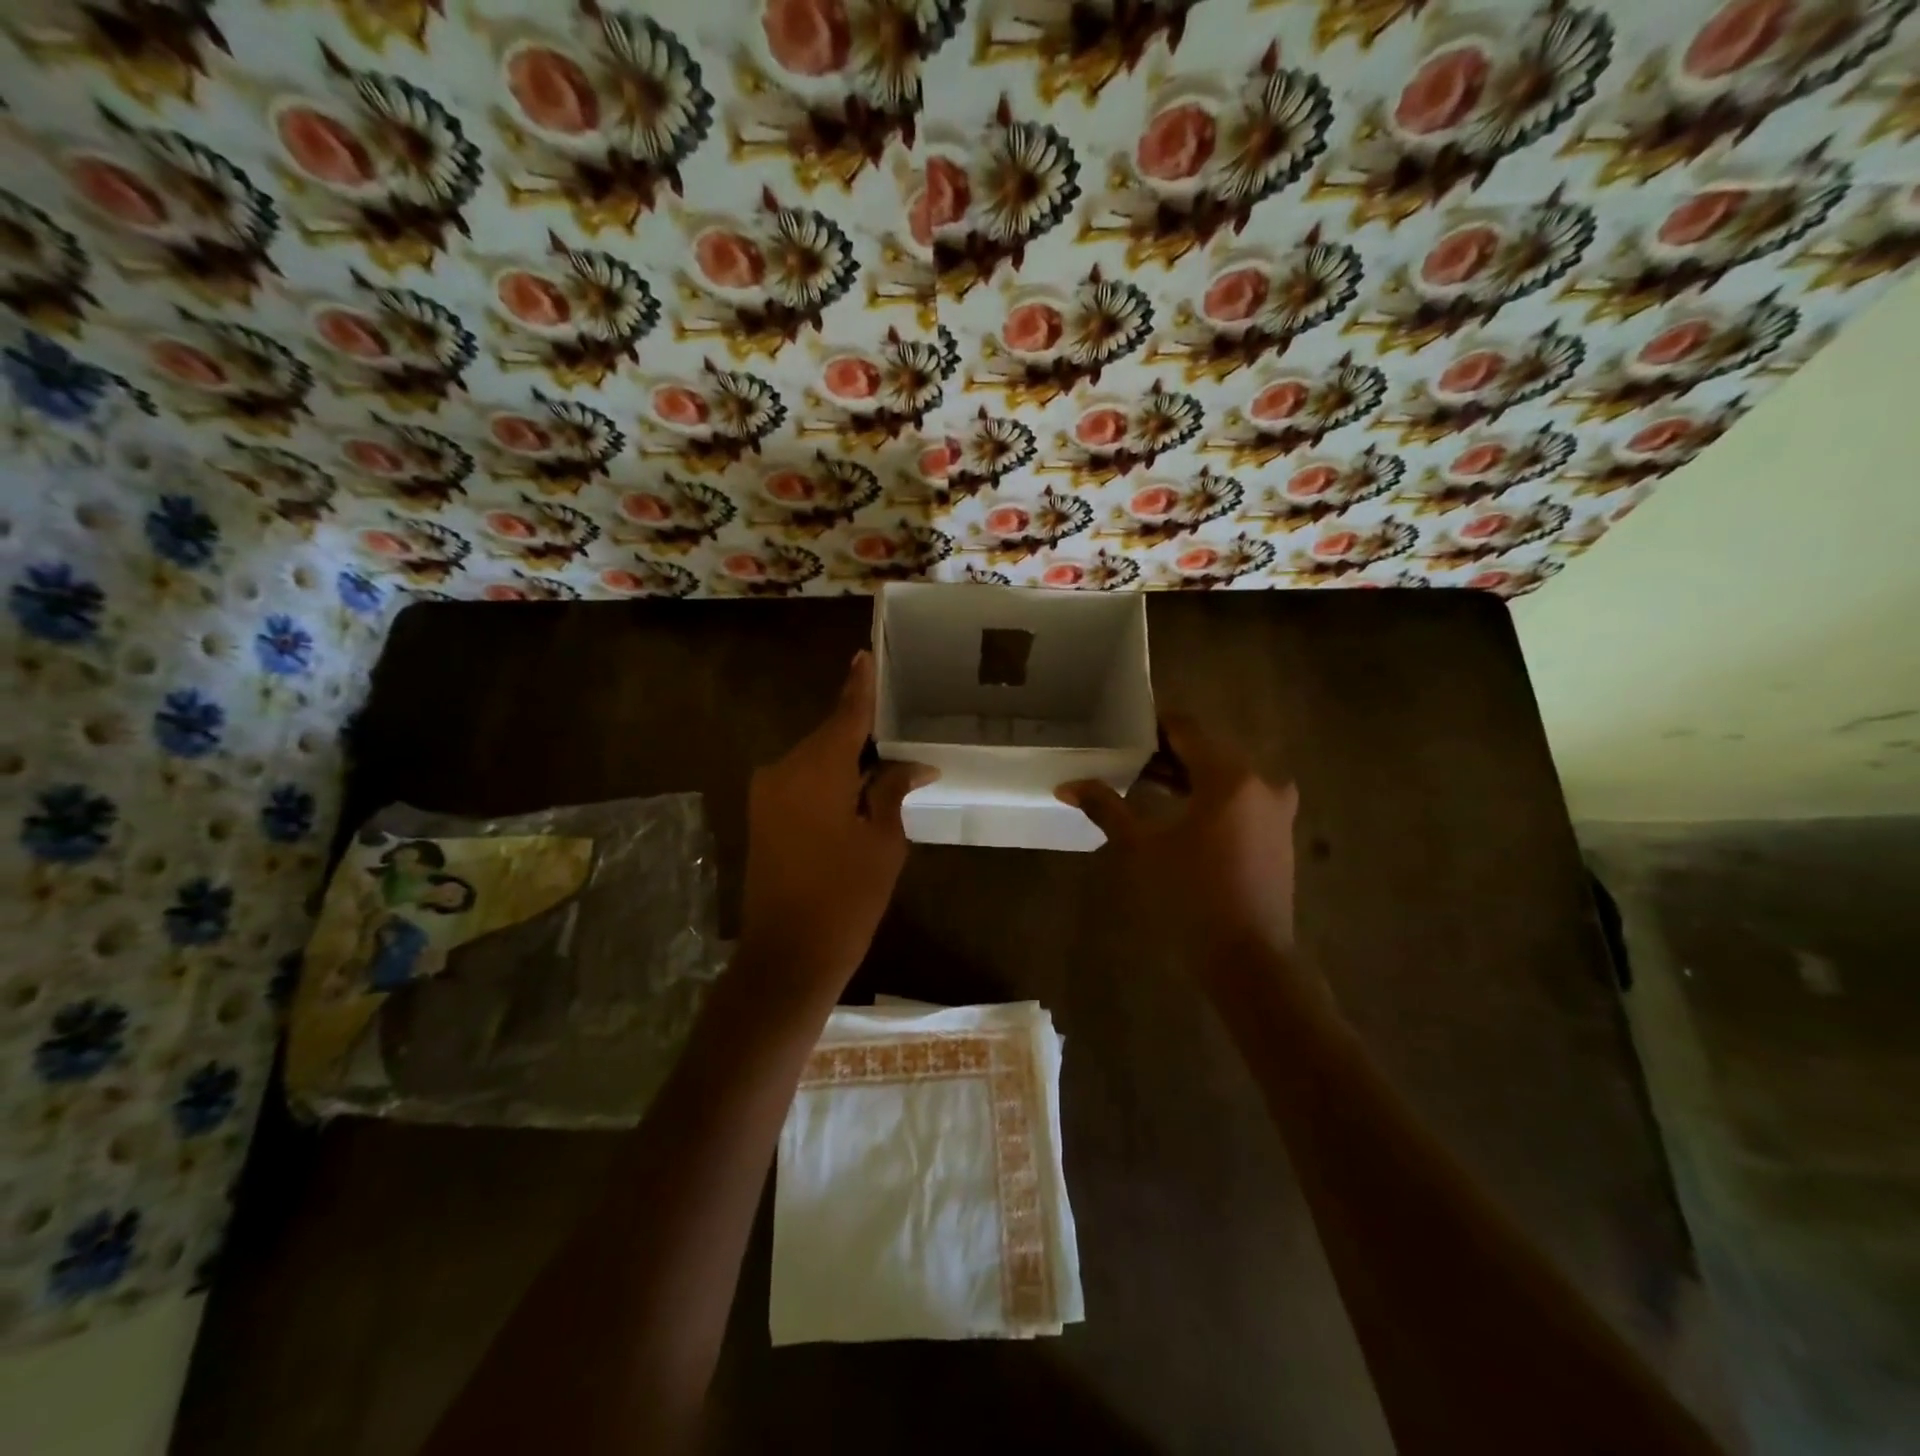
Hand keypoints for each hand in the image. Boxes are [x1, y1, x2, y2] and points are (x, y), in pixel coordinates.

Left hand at [740, 651, 932, 992]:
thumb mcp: (882, 841)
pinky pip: (801, 781)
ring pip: (814, 760)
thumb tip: (912, 764)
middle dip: (861, 735)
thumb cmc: (846, 898)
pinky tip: (856, 792)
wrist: (788, 956)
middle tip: (899, 734)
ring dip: (846, 761)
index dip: (859, 686)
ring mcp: (767, 793)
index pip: (845, 715)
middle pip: (829, 737)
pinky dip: (828, 780)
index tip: (864, 654)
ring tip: (885, 767)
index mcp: (815, 770)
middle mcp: (783, 770)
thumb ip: (891, 791)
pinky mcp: (762, 815)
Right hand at [1057, 714, 1299, 960]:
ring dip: (1189, 774)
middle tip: (1127, 756)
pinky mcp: (1279, 833)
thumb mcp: (1142, 848)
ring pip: (1226, 774)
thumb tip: (1067, 785)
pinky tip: (1181, 810)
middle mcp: (1261, 782)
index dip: (1154, 725)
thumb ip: (1106, 808)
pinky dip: (1211, 795)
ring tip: (1146, 780)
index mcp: (1230, 777)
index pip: (1188, 729)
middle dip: (1168, 751)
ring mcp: (1276, 809)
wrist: (1248, 959)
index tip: (1123, 729)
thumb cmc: (1191, 897)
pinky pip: (1241, 797)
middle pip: (1209, 749)